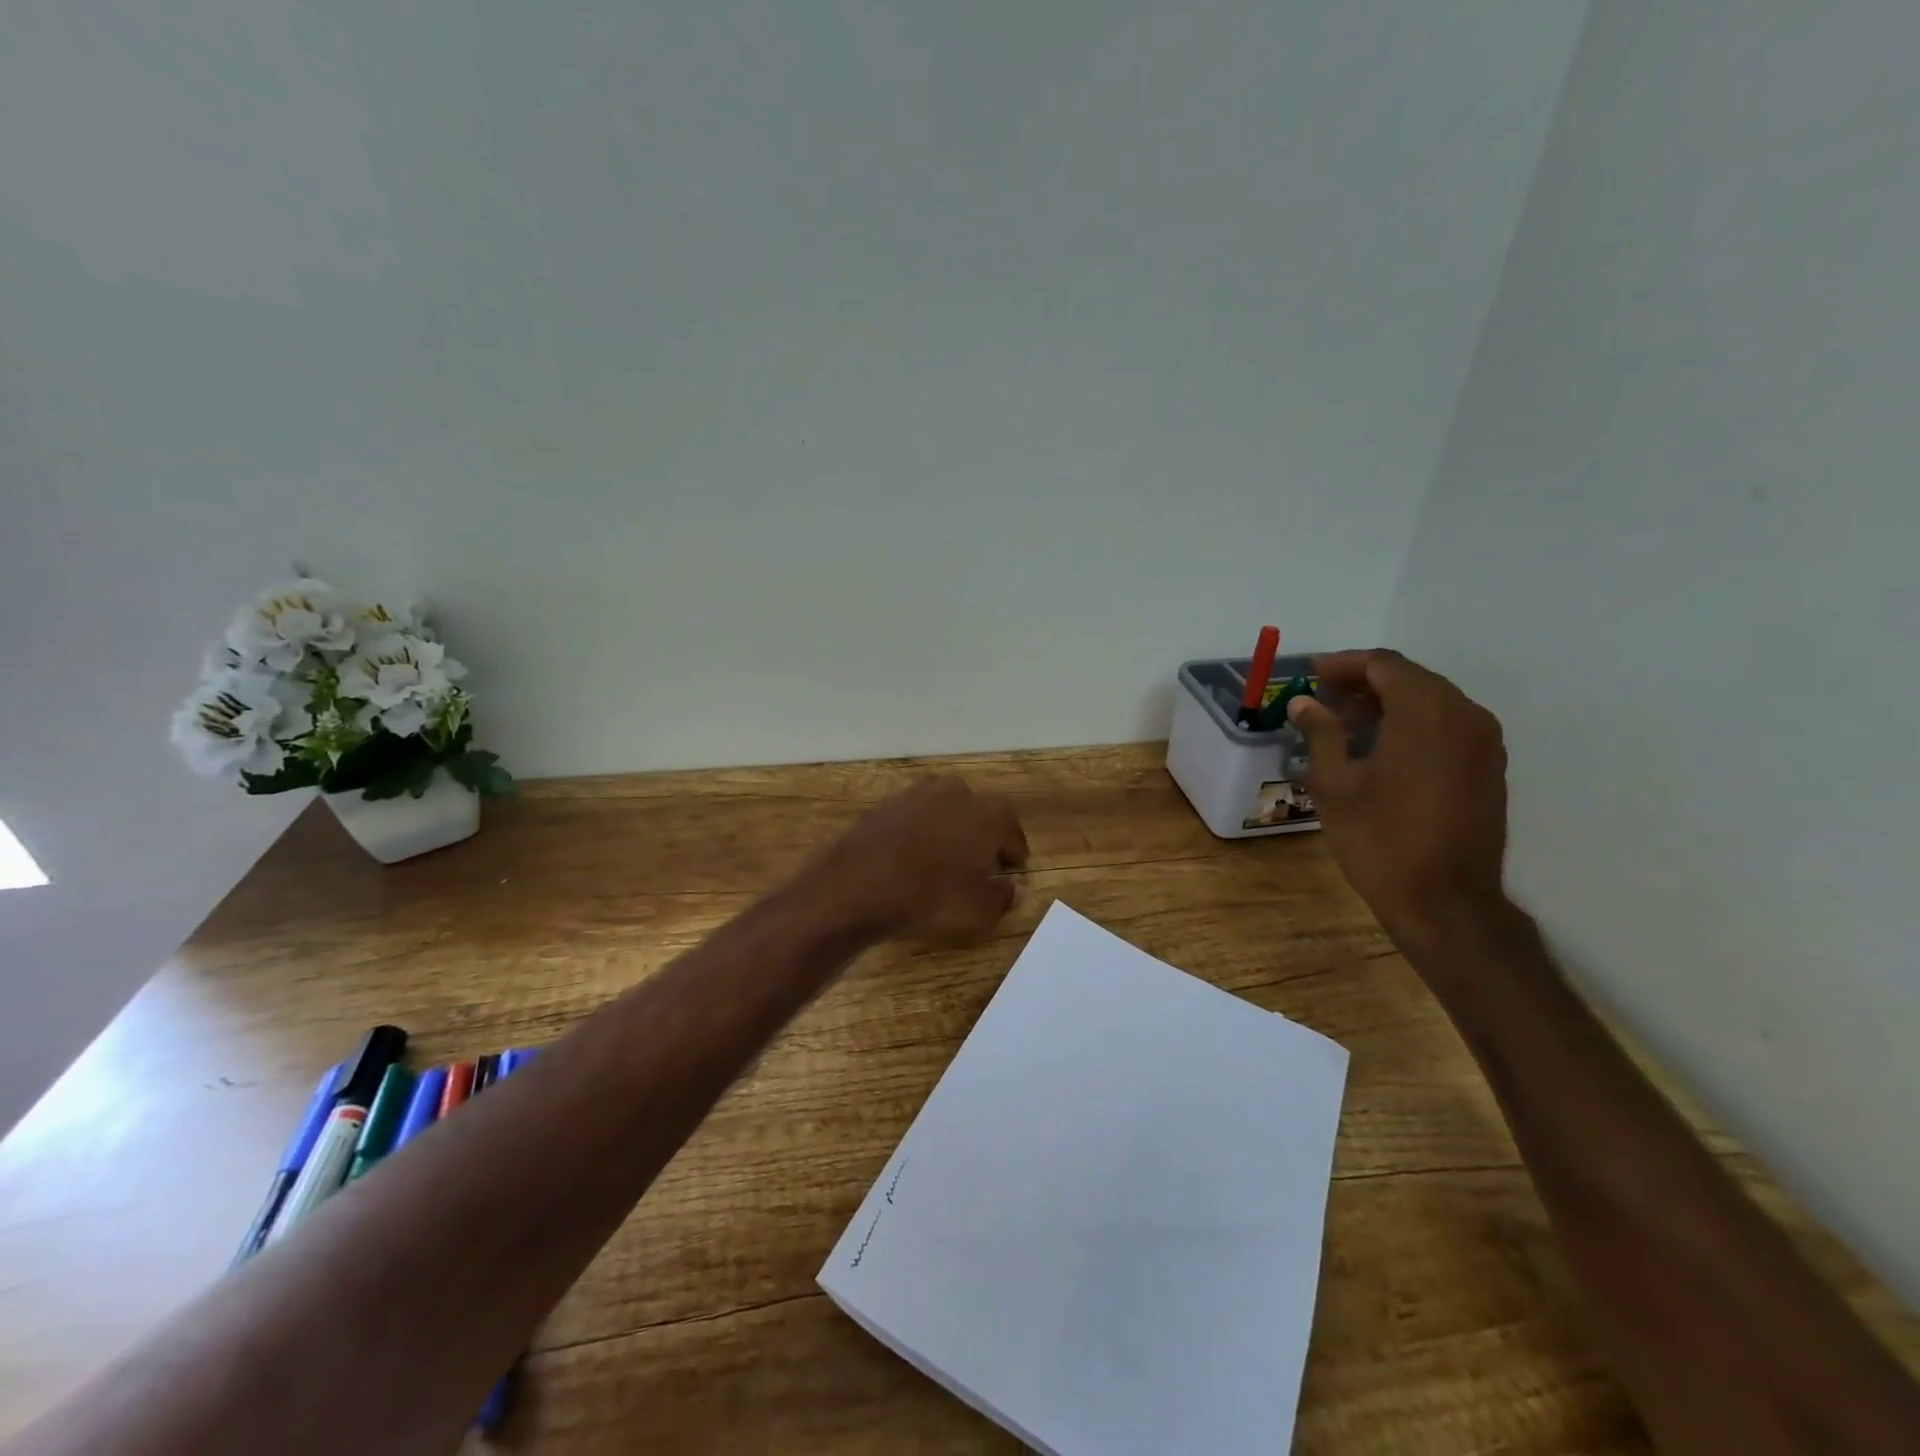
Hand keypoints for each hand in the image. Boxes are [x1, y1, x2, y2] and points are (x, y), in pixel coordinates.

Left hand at [802, 777, 1029, 944]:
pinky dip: (917, 834)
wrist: (858, 885)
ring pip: (944, 812)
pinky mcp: (886, 802)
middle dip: (981, 839)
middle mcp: (958, 792)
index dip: (1013, 857)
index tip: (1010, 874)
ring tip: (942, 863)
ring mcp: (918, 793)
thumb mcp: (979, 910)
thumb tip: (1013, 888)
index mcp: (990, 812)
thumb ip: (1003, 897)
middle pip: (979, 816)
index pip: (1012, 835)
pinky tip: (910, 859)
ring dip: (948, 832)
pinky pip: (913, 818)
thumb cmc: (931, 897)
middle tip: (977, 868)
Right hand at [1287, 650, 1510, 948]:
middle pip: (1411, 678)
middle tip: (1323, 700)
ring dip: (1388, 703)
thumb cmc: (1380, 839)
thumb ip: (1321, 734)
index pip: (1384, 665)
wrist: (1446, 902)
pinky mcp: (1490, 768)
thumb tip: (1304, 703)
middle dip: (1364, 683)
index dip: (1344, 664)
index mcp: (1426, 712)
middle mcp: (1465, 715)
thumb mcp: (1334, 784)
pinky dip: (1413, 723)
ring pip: (1432, 701)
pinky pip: (1448, 726)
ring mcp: (1484, 743)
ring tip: (1346, 725)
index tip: (1310, 675)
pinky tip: (1382, 749)